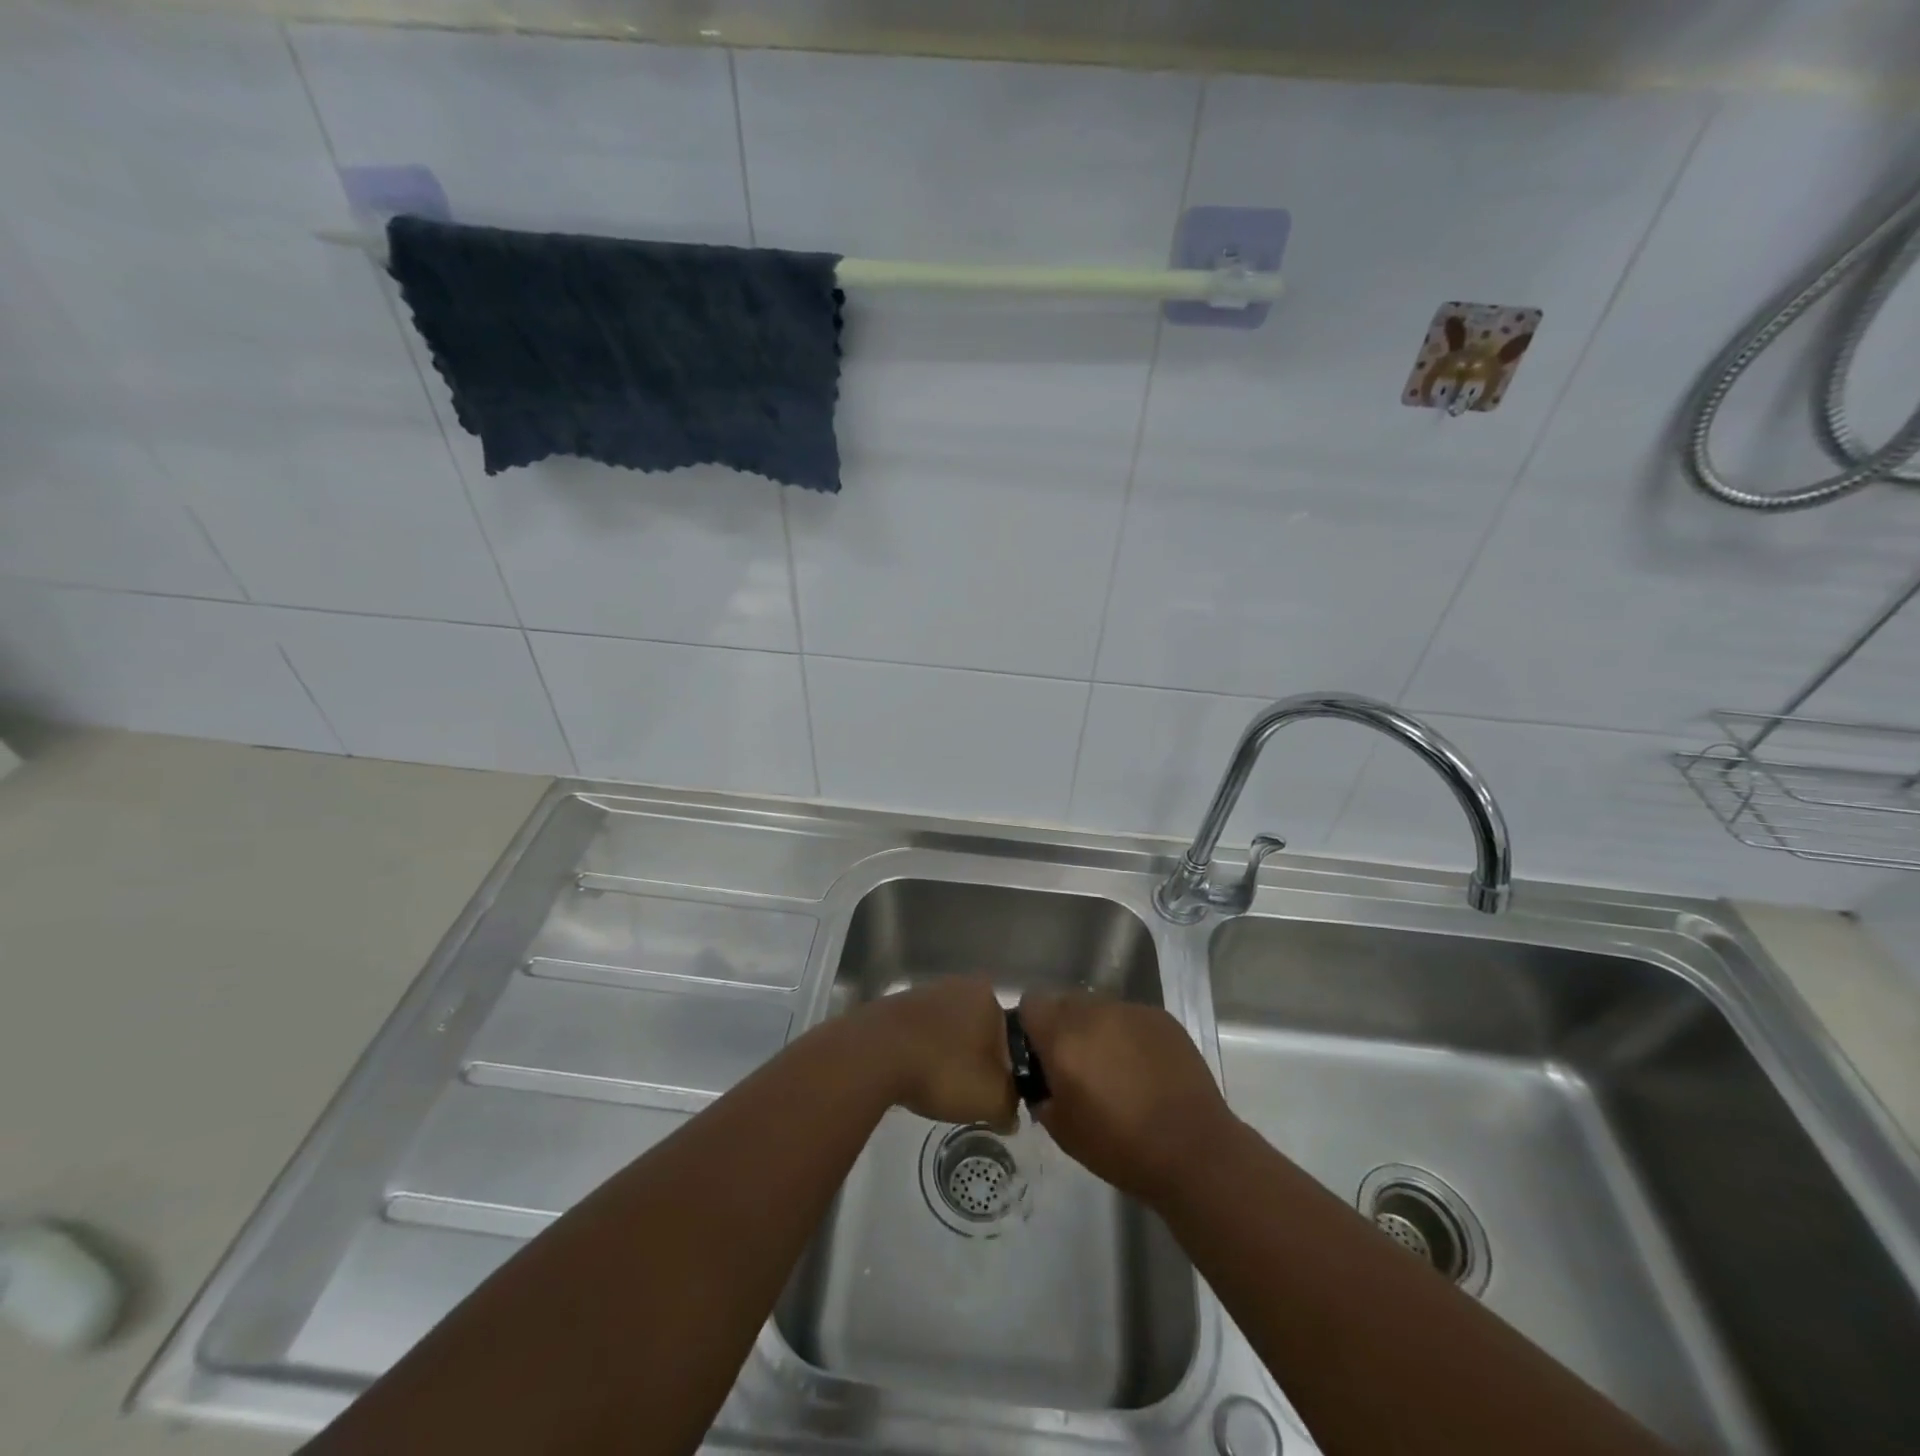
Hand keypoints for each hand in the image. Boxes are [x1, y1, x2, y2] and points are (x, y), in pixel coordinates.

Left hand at [856, 975, 1016, 1128]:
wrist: (874, 1054)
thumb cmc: (944, 1069)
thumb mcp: (991, 1099)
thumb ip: (1010, 1106)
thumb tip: (1010, 1113)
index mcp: (989, 995)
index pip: (1012, 1034)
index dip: (1008, 1067)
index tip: (998, 1092)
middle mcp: (959, 984)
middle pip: (979, 1030)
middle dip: (977, 1059)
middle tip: (970, 1093)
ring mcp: (924, 992)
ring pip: (948, 1031)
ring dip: (947, 1056)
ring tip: (939, 1089)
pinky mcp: (895, 1006)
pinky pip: (919, 1034)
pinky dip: (921, 1054)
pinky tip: (914, 1077)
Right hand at [1017, 990, 1235, 1202]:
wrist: (1193, 1151)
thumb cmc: (1120, 1147)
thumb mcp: (1062, 1130)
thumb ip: (1041, 1093)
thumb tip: (1042, 1079)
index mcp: (1063, 1037)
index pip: (1031, 1004)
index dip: (1031, 1027)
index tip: (1040, 1055)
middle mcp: (1094, 1013)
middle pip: (1065, 1002)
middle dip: (1064, 1028)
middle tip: (1077, 1066)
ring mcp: (1131, 1011)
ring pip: (1099, 1008)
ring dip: (1097, 1030)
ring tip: (1115, 1069)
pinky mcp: (1161, 1018)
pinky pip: (1130, 1017)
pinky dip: (1128, 1035)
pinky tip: (1144, 1069)